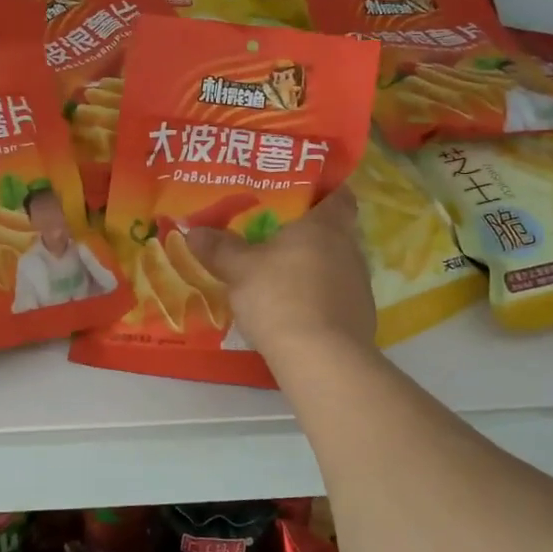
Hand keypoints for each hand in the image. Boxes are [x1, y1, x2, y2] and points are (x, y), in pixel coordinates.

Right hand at [185, 188, 375, 355]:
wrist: (322, 360)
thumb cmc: (281, 297)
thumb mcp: (239, 269)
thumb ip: (219, 247)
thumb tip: (193, 230)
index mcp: (327, 226)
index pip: (338, 195)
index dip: (322, 191)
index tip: (299, 194)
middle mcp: (350, 249)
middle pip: (334, 230)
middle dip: (307, 231)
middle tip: (274, 232)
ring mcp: (359, 286)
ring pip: (334, 264)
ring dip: (311, 266)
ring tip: (278, 271)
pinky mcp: (359, 318)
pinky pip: (335, 295)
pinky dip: (316, 296)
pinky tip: (291, 307)